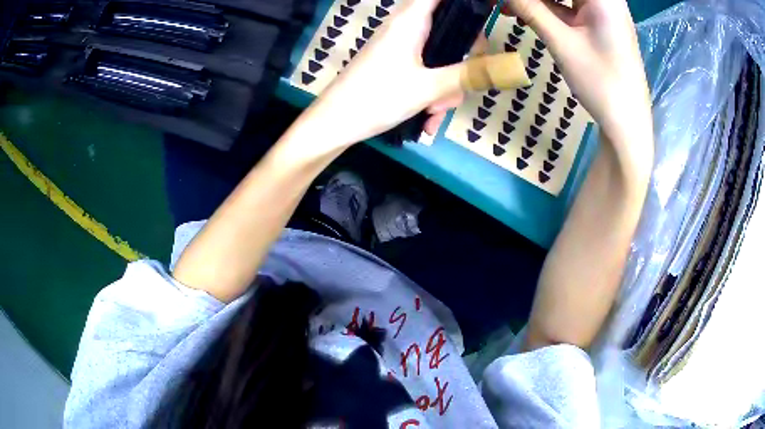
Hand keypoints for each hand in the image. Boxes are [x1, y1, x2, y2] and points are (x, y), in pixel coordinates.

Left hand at [299, 0, 525, 148]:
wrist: (334, 124)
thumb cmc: (376, 98)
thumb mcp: (429, 88)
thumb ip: (470, 74)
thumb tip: (509, 65)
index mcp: (411, 20)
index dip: (466, 4)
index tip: (487, 12)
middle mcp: (406, 26)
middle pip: (450, 28)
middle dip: (462, 60)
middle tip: (464, 84)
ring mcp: (400, 45)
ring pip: (440, 55)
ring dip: (446, 85)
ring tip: (434, 112)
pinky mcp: (395, 62)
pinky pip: (426, 70)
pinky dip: (431, 92)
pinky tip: (426, 118)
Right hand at [501, 0, 651, 146]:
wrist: (627, 124)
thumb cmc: (601, 83)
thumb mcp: (562, 42)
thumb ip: (529, 9)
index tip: (509, 1)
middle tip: (504, 4)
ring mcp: (603, 12)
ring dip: (536, 2)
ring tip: (507, 8)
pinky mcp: (599, 25)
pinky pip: (569, 9)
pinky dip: (548, 11)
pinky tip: (526, 16)